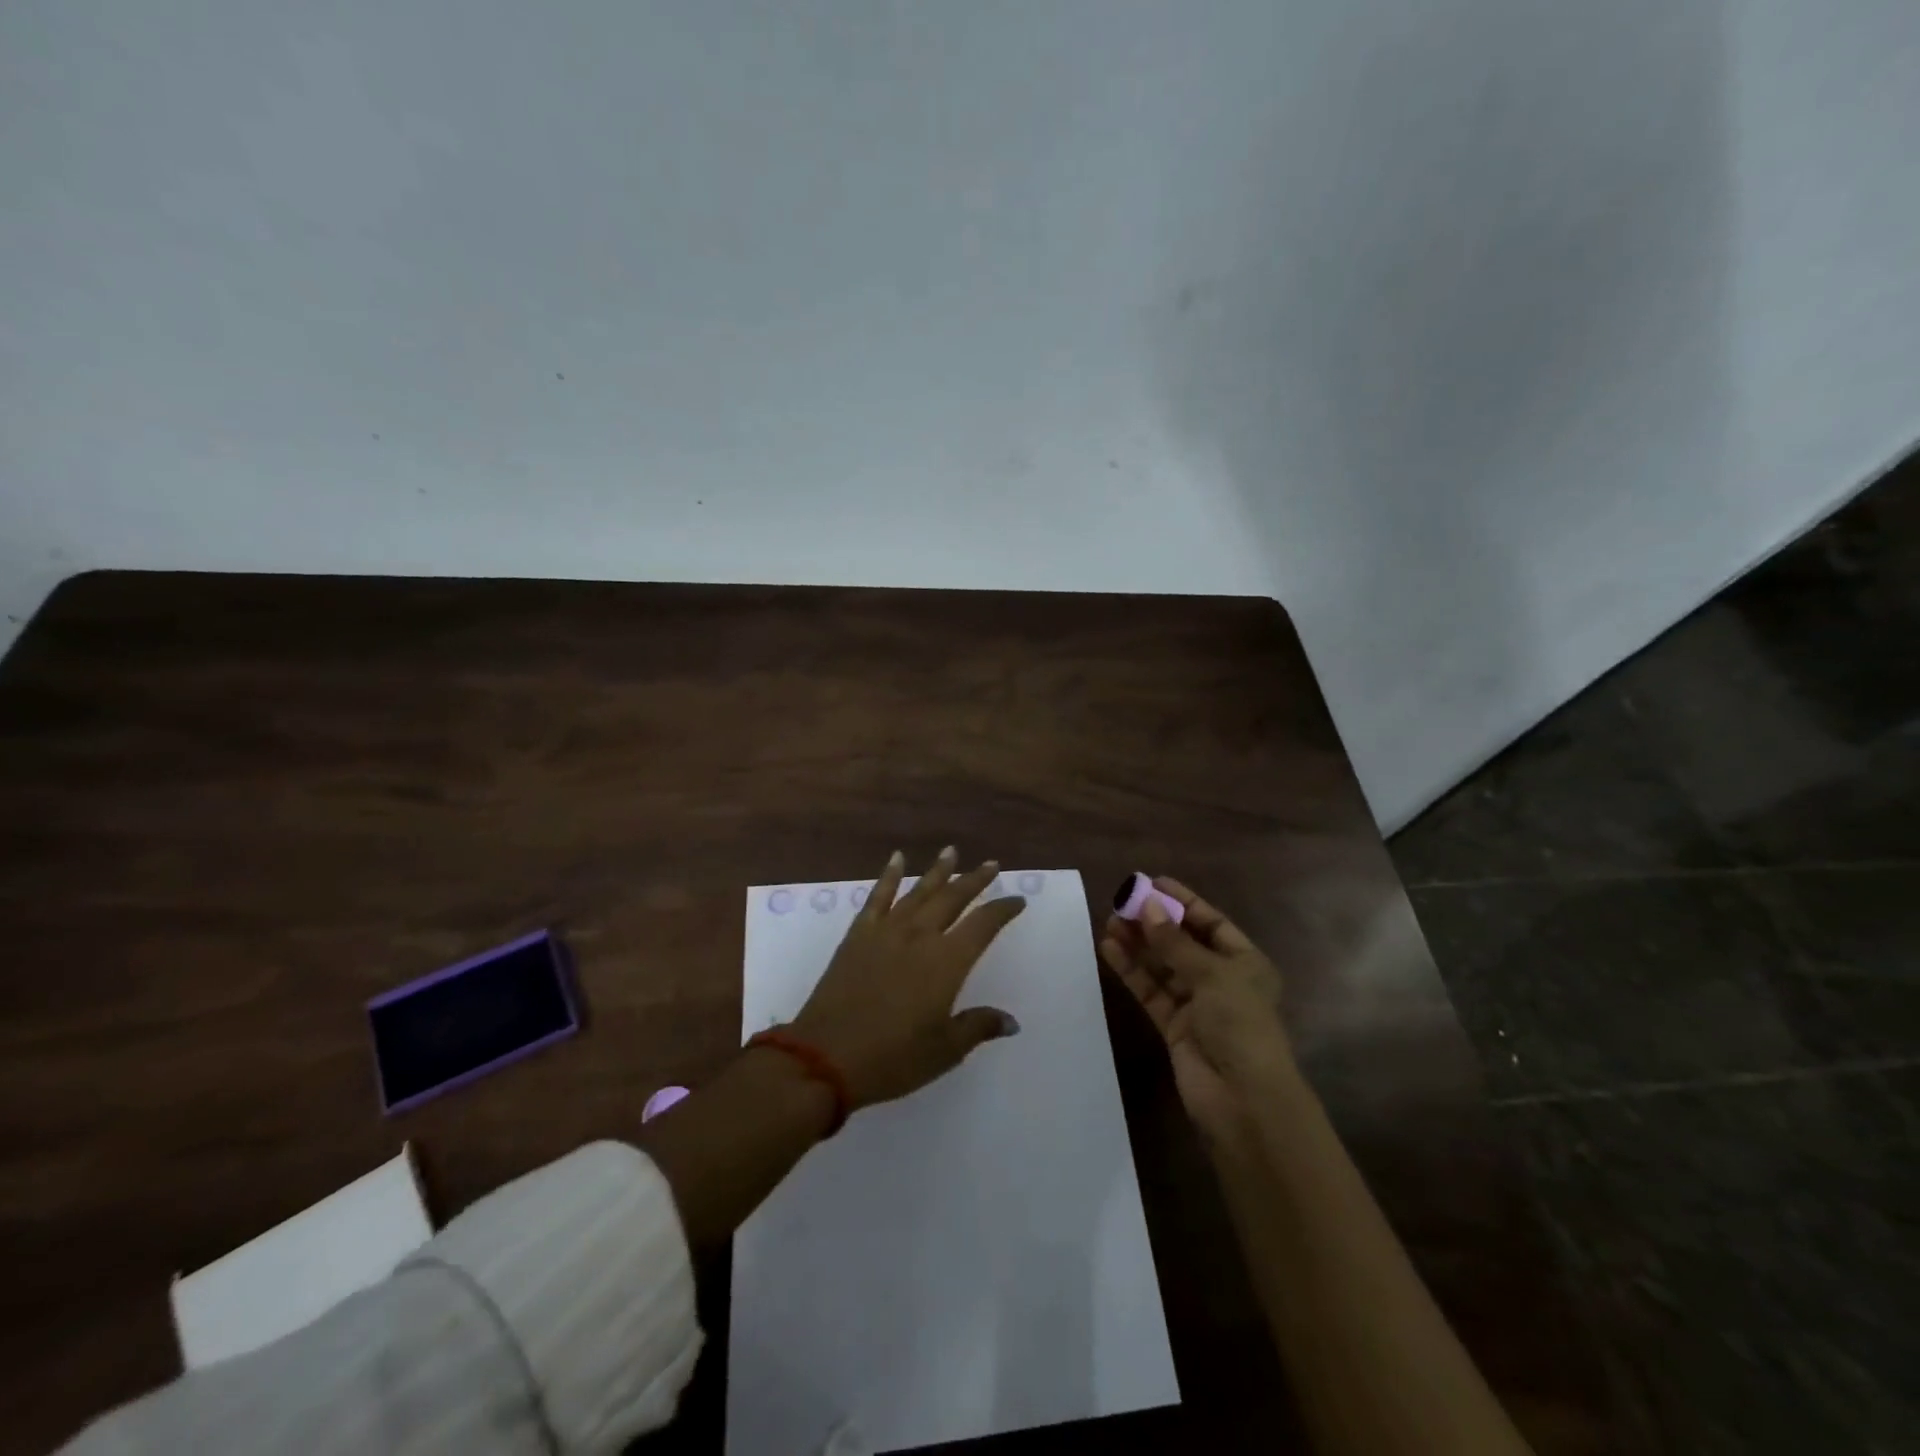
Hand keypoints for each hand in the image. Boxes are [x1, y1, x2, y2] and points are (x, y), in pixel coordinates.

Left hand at [790, 847, 1024, 1109]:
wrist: (825, 1057)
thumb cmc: (893, 1058)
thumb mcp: (945, 1050)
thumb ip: (978, 1027)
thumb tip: (1011, 1022)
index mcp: (946, 962)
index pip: (983, 925)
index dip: (1002, 910)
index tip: (1017, 899)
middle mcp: (920, 936)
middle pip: (953, 899)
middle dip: (974, 880)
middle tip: (991, 864)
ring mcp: (886, 931)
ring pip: (919, 892)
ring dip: (938, 871)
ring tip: (951, 851)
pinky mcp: (858, 935)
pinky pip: (877, 897)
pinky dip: (889, 876)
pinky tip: (897, 859)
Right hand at [1098, 877, 1292, 1135]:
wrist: (1243, 1100)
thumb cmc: (1240, 1025)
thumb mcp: (1212, 975)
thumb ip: (1174, 942)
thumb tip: (1146, 905)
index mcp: (1245, 963)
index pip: (1211, 923)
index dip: (1183, 901)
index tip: (1152, 882)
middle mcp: (1221, 980)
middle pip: (1182, 942)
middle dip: (1154, 922)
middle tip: (1121, 902)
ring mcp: (1196, 1004)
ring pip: (1162, 966)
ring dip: (1138, 944)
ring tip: (1109, 921)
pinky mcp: (1173, 1026)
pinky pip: (1150, 990)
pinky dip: (1131, 970)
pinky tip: (1110, 949)